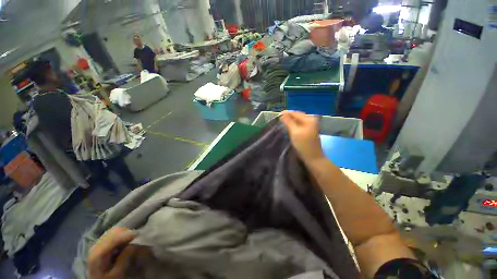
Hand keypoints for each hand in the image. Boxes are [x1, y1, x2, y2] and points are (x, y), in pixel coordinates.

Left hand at [87, 227, 136, 278]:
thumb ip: (124, 259)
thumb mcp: (117, 273)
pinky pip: (112, 234)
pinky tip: (124, 242)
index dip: (127, 234)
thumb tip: (134, 244)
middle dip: (126, 232)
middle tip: (136, 238)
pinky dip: (120, 235)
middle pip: (113, 231)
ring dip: (124, 233)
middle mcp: (95, 246)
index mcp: (97, 254)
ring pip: (113, 231)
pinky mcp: (99, 244)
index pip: (113, 238)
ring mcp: (96, 244)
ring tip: (131, 240)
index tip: (139, 234)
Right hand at [280, 111, 324, 163]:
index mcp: (309, 119)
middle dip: (288, 116)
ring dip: (290, 120)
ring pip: (298, 120)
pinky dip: (293, 124)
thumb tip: (282, 114)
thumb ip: (288, 122)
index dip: (286, 113)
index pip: (295, 113)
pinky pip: (299, 124)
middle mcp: (311, 120)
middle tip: (278, 118)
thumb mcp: (294, 132)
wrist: (313, 157)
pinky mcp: (309, 130)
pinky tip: (288, 126)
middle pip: (297, 116)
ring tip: (281, 121)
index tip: (277, 114)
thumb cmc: (303, 145)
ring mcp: (311, 125)